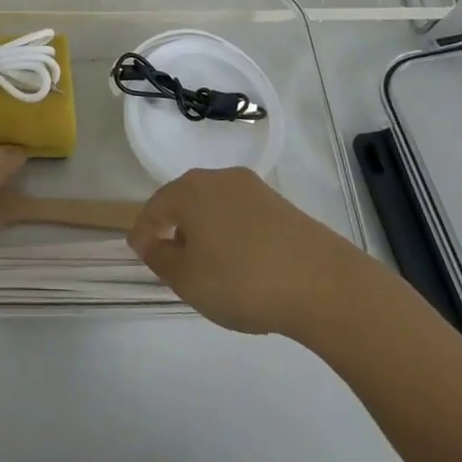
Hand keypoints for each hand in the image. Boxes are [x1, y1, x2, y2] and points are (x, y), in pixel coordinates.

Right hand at [129, 167, 371, 336]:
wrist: (322, 283)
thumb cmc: (241, 279)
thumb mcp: (187, 279)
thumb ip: (161, 259)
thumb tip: (151, 243)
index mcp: (188, 190)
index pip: (154, 207)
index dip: (143, 232)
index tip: (139, 254)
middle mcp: (218, 178)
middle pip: (185, 202)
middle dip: (175, 228)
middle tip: (172, 261)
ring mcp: (253, 189)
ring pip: (215, 208)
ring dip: (206, 232)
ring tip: (208, 267)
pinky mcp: (282, 205)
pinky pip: (243, 217)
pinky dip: (233, 236)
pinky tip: (242, 264)